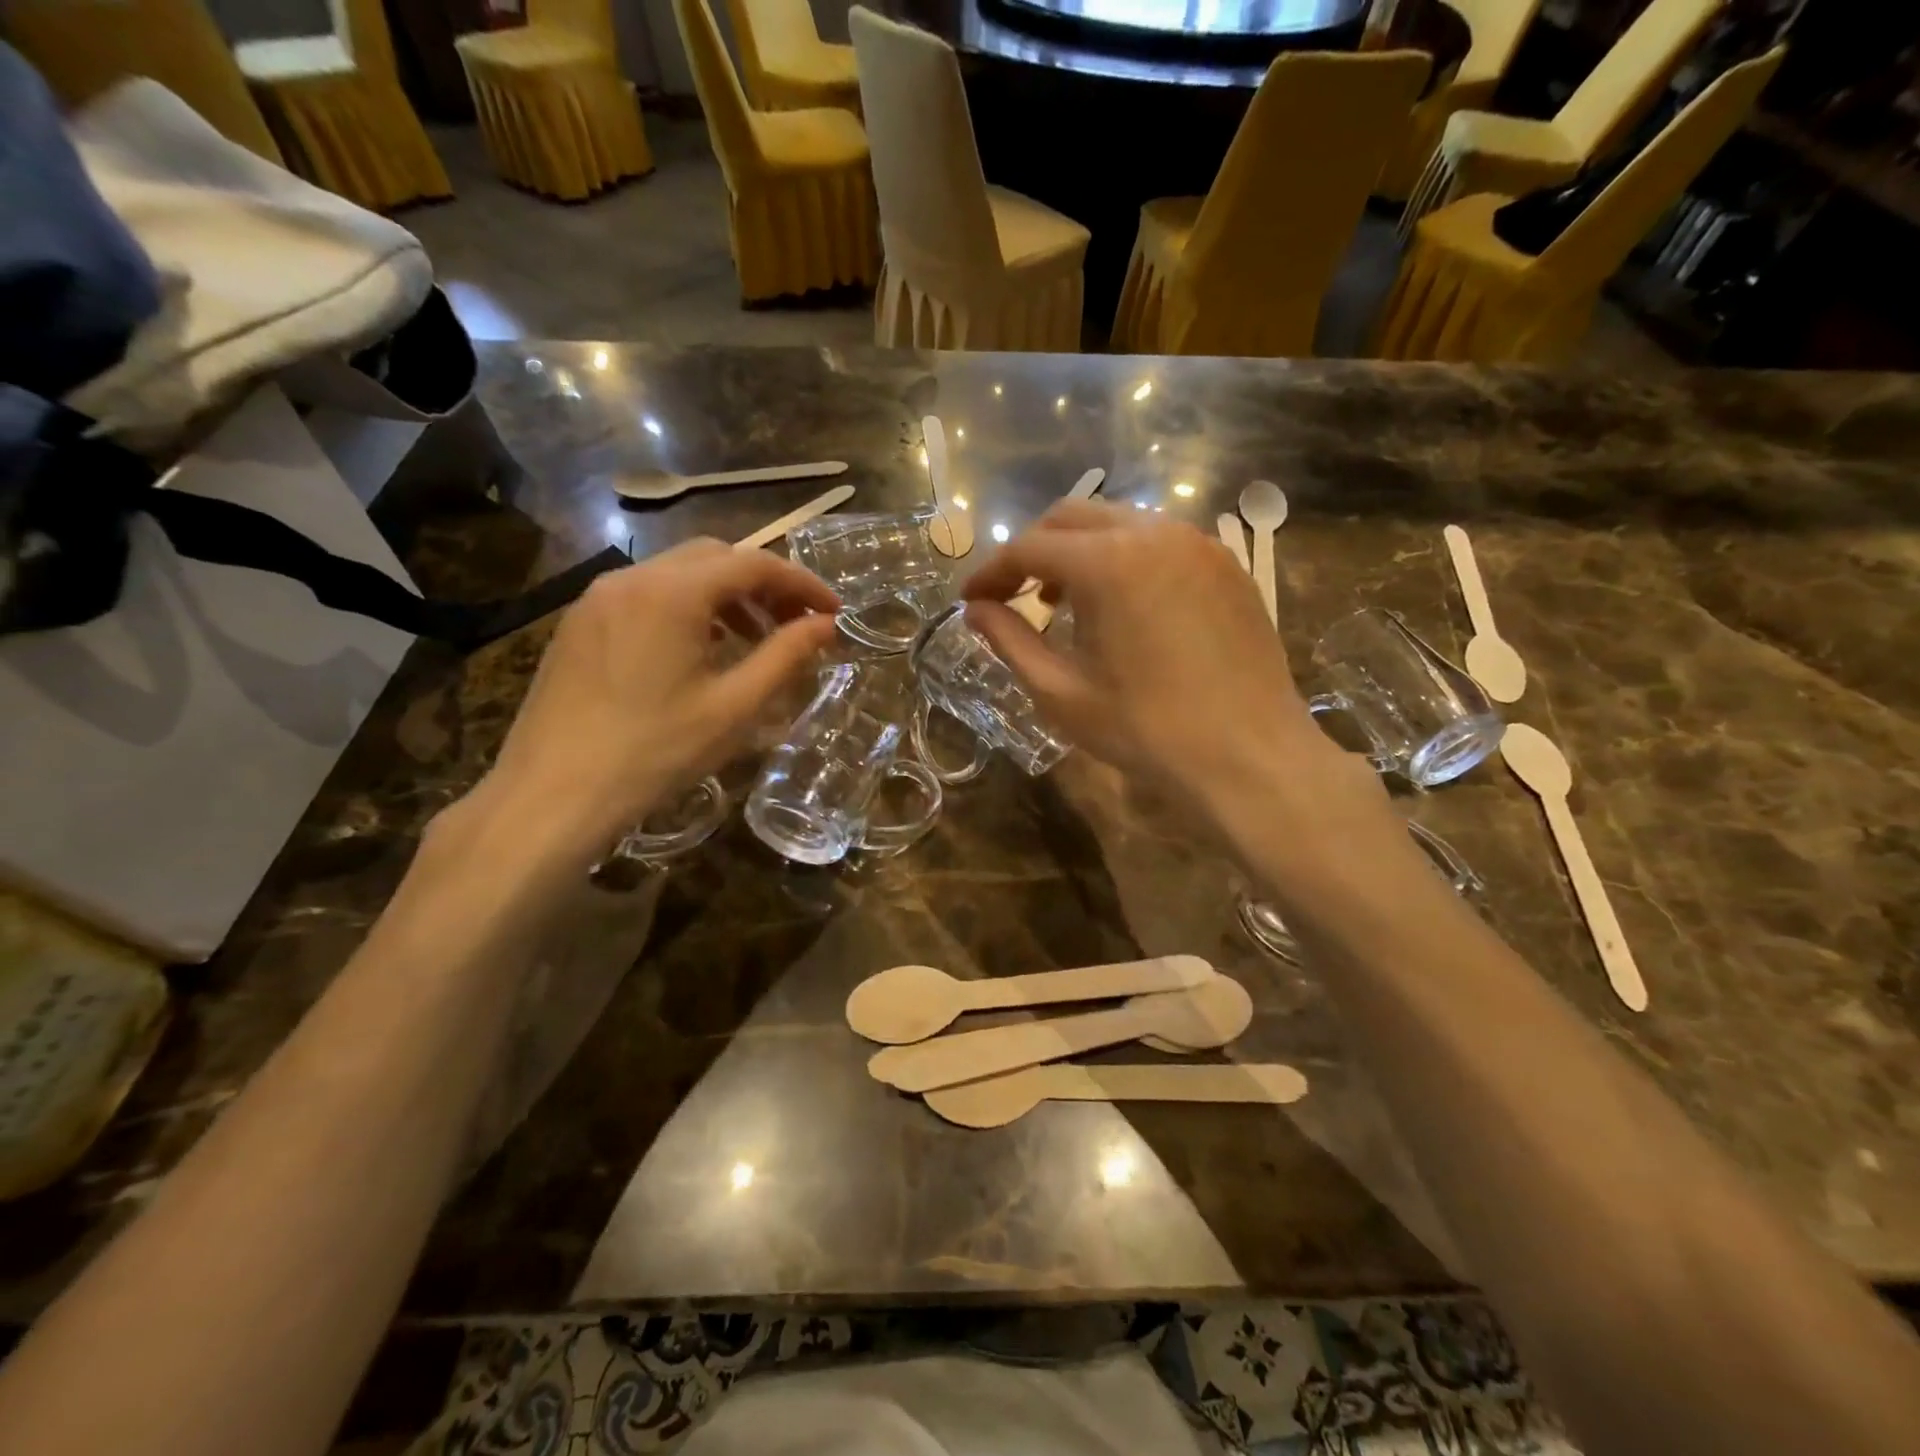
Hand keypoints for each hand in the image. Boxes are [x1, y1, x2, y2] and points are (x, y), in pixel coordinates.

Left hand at [460, 540, 838, 866]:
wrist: (553, 795)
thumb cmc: (655, 752)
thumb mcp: (735, 707)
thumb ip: (786, 656)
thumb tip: (827, 626)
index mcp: (672, 593)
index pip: (754, 564)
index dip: (802, 584)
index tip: (834, 614)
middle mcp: (631, 578)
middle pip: (715, 557)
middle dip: (764, 585)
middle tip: (795, 626)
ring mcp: (598, 598)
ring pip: (678, 574)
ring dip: (726, 596)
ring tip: (752, 640)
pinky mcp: (580, 623)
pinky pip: (647, 595)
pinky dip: (688, 608)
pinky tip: (699, 650)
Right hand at [961, 501, 1367, 822]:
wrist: (1249, 756)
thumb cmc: (1145, 730)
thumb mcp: (1060, 692)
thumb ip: (1010, 641)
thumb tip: (976, 610)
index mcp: (1108, 562)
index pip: (1029, 547)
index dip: (992, 572)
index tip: (971, 600)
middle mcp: (1154, 533)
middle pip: (1072, 517)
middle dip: (1033, 551)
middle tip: (1015, 596)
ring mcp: (1199, 544)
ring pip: (1119, 523)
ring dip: (1079, 552)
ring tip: (1066, 604)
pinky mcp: (1227, 565)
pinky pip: (1160, 542)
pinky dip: (1125, 559)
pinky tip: (1123, 607)